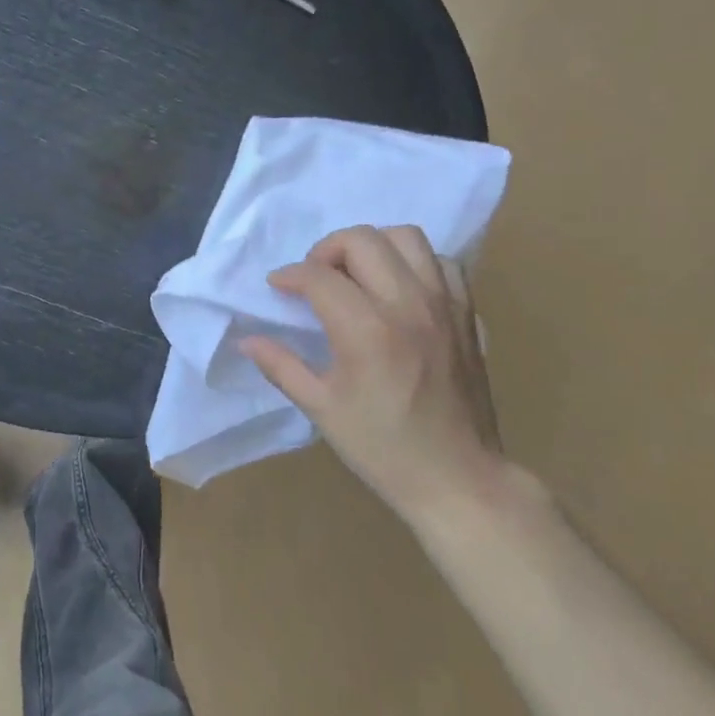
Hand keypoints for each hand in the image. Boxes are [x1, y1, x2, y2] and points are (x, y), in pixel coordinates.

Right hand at [241, 224, 524, 516]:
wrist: (457, 477)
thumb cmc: (383, 448)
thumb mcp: (321, 409)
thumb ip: (281, 366)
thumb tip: (247, 340)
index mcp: (367, 332)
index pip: (319, 276)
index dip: (290, 275)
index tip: (277, 287)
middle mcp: (408, 305)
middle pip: (362, 239)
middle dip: (327, 249)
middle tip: (315, 278)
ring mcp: (443, 305)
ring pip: (406, 237)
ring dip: (372, 246)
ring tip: (356, 274)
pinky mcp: (467, 313)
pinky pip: (442, 262)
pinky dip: (414, 263)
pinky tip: (398, 289)